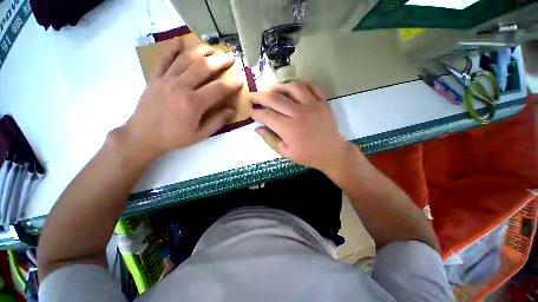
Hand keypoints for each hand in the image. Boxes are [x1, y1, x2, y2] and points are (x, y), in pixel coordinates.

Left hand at [118, 37, 241, 160]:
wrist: (142, 137)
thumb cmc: (174, 138)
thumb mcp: (200, 135)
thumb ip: (217, 122)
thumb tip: (232, 111)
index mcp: (193, 103)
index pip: (217, 89)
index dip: (231, 84)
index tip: (240, 80)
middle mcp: (180, 87)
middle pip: (203, 68)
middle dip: (219, 61)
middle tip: (230, 57)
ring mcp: (165, 80)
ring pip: (185, 59)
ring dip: (201, 51)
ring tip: (212, 48)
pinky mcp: (154, 78)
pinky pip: (162, 59)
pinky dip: (170, 48)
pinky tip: (178, 40)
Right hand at [250, 81, 352, 171]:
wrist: (332, 153)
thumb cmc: (308, 156)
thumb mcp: (286, 153)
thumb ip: (270, 140)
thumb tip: (257, 129)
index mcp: (289, 129)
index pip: (267, 116)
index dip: (256, 112)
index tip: (250, 110)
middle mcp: (299, 113)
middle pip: (275, 99)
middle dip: (260, 96)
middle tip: (253, 96)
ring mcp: (313, 105)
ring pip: (293, 87)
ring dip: (279, 86)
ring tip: (272, 90)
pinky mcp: (323, 102)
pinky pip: (311, 86)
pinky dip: (301, 83)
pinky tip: (293, 87)